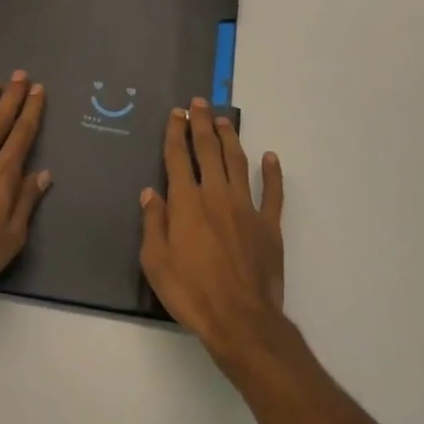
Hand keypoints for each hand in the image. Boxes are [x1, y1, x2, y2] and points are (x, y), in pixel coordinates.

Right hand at [139, 98, 287, 361]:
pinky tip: (271, 157)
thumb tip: (151, 192)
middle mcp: (216, 195)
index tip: (176, 113)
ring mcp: (246, 207)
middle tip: (199, 103)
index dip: (176, 132)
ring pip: (237, 162)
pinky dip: (272, 173)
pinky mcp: (268, 225)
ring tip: (225, 120)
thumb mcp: (155, 262)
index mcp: (186, 203)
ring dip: (230, 138)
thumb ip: (153, 223)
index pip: (178, 158)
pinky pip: (272, 192)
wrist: (240, 320)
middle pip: (208, 150)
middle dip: (202, 124)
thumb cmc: (191, 292)